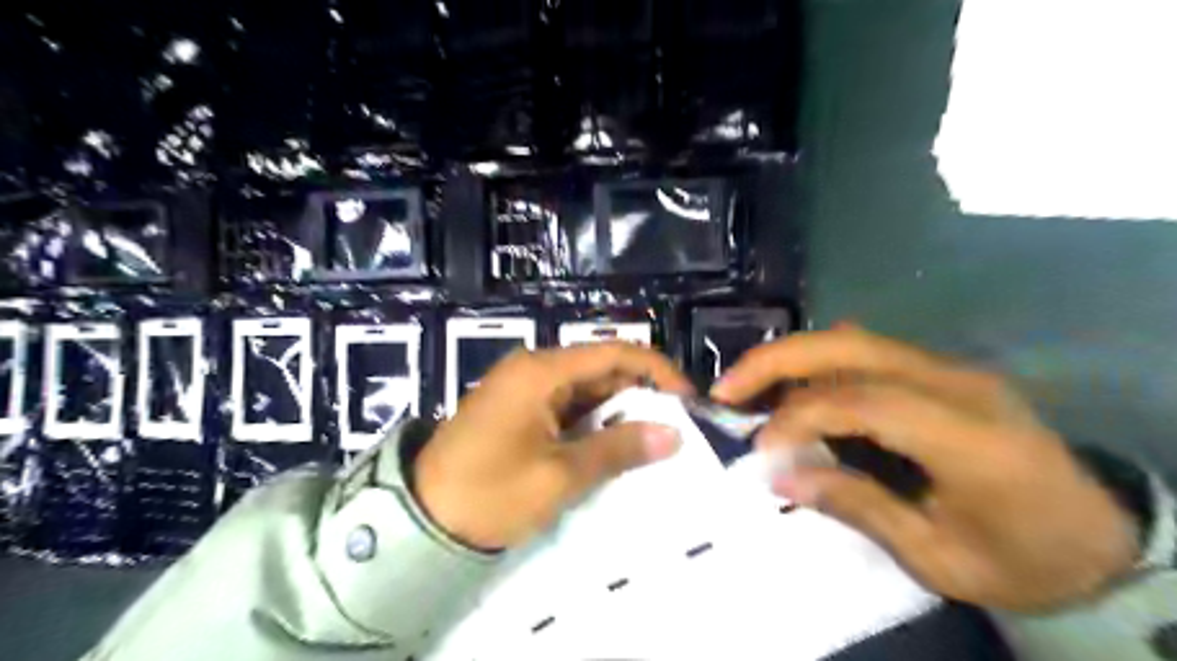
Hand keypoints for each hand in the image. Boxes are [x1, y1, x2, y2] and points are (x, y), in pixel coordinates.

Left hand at [414, 343, 690, 550]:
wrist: (421, 520)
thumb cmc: (489, 493)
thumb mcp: (560, 475)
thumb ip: (618, 450)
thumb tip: (673, 435)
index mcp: (542, 371)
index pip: (613, 352)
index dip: (656, 370)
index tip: (687, 398)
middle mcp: (534, 368)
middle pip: (601, 369)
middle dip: (639, 395)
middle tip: (675, 427)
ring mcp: (525, 388)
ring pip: (586, 389)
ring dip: (617, 412)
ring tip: (651, 440)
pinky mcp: (520, 409)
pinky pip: (567, 406)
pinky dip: (593, 423)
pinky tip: (614, 446)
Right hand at [706, 326, 1141, 613]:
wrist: (1097, 533)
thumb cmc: (1022, 557)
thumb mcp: (939, 558)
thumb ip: (856, 506)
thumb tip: (780, 475)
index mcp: (967, 436)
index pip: (861, 400)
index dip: (799, 416)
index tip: (759, 447)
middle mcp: (955, 383)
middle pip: (847, 346)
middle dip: (776, 361)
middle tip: (724, 389)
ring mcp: (948, 368)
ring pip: (851, 339)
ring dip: (790, 357)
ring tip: (747, 387)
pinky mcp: (939, 370)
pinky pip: (864, 352)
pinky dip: (816, 364)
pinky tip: (791, 387)